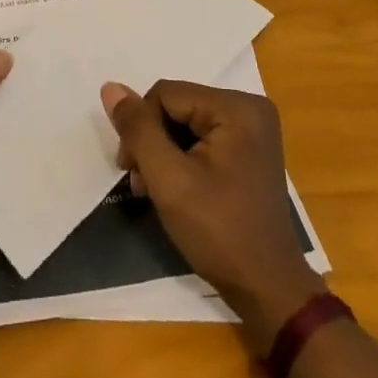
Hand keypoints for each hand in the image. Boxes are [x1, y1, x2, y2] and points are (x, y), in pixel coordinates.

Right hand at [102, 79, 325, 350]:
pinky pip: (203, 136)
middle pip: (176, 106)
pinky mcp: (250, 148)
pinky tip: (176, 186)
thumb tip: (110, 87)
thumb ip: (138, 130)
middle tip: (141, 183)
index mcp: (236, 107)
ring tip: (154, 189)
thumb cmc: (218, 232)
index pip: (165, 95)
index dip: (141, 128)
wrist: (267, 289)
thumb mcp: (168, 180)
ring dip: (164, 152)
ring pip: (186, 122)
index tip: (131, 170)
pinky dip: (183, 157)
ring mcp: (253, 128)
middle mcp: (249, 107)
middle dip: (152, 141)